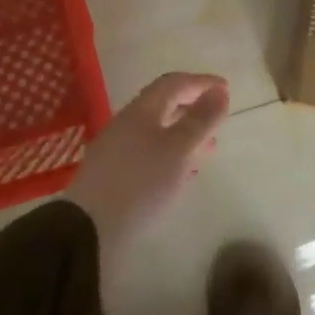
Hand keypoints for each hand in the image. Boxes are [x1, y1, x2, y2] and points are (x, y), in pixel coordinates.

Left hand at [66, 72, 229, 247]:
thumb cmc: (140, 183)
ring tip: (208, 149)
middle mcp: (127, 124)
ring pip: (158, 132)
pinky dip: (173, 155)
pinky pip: (150, 154)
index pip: (173, 83)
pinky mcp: (114, 176)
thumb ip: (201, 120)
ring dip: (185, 135)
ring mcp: (117, 151)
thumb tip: (219, 92)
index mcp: (141, 111)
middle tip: (219, 118)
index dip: (201, 82)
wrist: (88, 231)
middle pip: (164, 106)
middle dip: (194, 108)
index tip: (226, 89)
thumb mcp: (179, 149)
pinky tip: (182, 173)